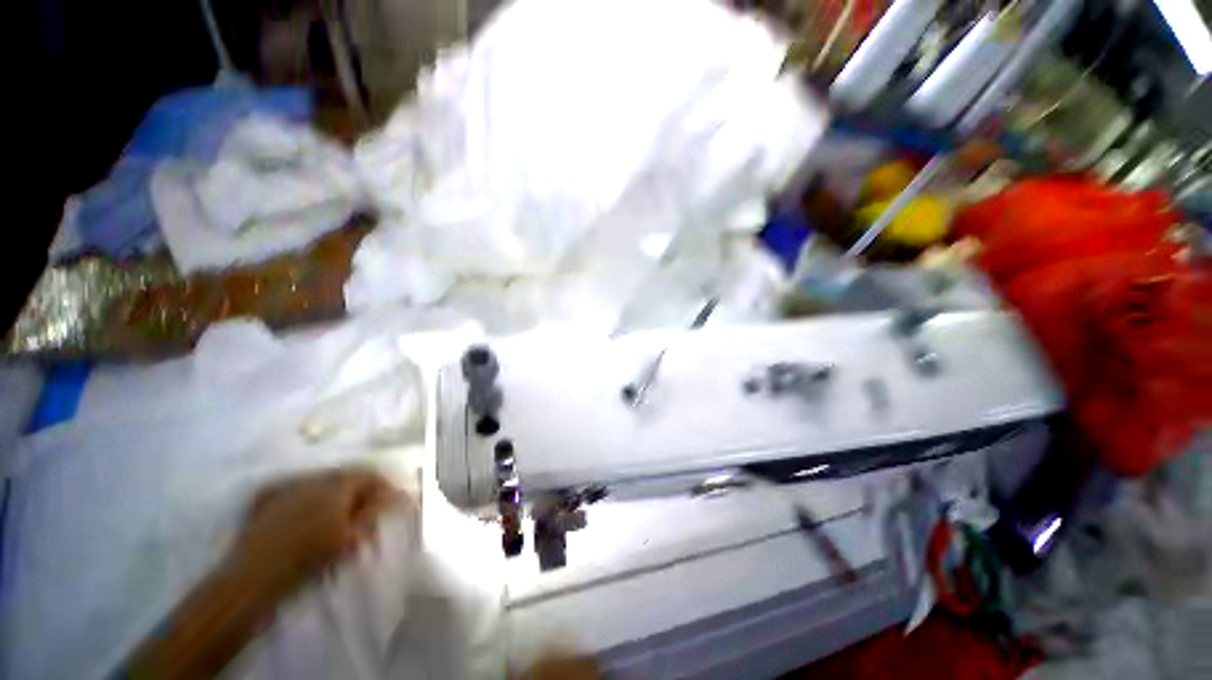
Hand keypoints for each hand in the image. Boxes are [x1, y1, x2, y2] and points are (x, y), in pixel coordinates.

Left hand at [231, 467, 406, 595]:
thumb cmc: (307, 558)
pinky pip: (298, 489)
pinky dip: (312, 497)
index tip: (396, 501)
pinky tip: (313, 512)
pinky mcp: (267, 499)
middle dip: (362, 489)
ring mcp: (287, 486)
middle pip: (347, 476)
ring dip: (338, 493)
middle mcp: (314, 477)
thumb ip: (373, 513)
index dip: (386, 487)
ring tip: (343, 512)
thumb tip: (397, 497)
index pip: (370, 475)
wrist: (252, 578)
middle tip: (371, 508)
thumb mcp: (350, 538)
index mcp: (337, 484)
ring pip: (323, 482)